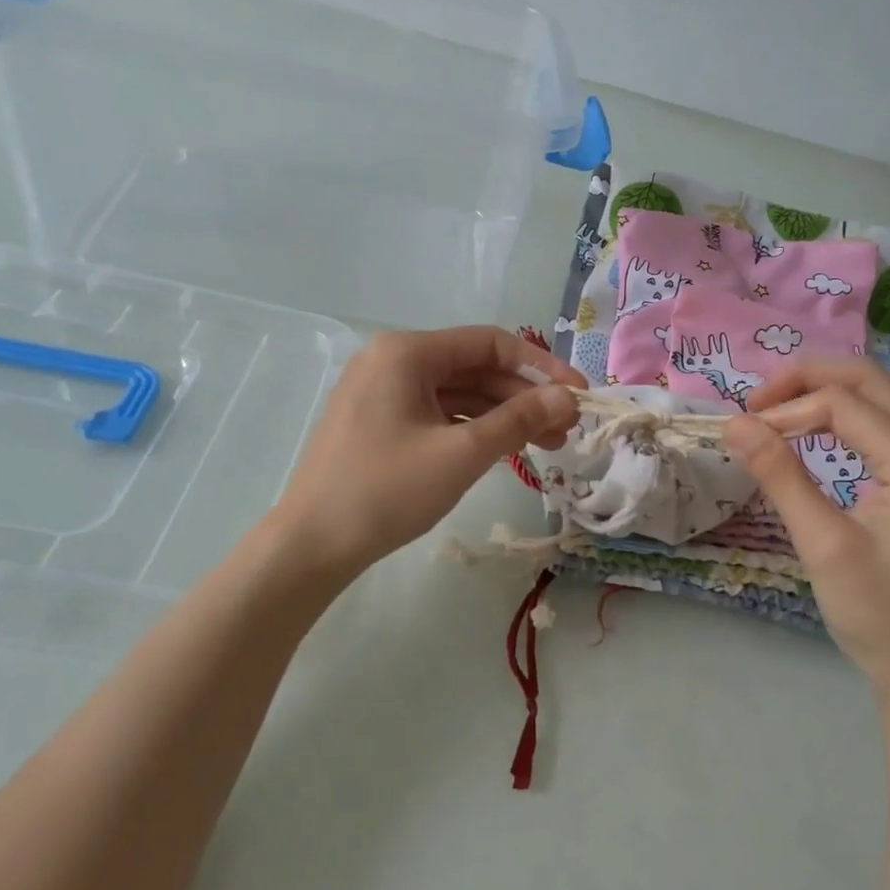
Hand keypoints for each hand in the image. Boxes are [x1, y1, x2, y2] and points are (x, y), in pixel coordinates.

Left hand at [273, 327, 582, 573]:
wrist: (310, 546)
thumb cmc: (386, 491)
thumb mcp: (461, 453)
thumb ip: (518, 420)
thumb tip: (567, 399)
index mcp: (407, 351)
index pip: (490, 343)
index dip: (541, 368)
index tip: (578, 396)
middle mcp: (392, 359)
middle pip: (474, 367)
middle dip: (523, 397)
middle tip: (566, 430)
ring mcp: (381, 390)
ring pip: (457, 393)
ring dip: (501, 416)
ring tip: (545, 446)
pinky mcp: (378, 420)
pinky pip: (436, 412)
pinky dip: (471, 428)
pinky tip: (502, 451)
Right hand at [723, 359, 889, 694]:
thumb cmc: (880, 615)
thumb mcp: (823, 545)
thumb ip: (780, 476)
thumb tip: (735, 424)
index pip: (843, 405)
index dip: (786, 410)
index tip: (742, 435)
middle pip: (869, 382)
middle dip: (808, 380)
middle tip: (756, 403)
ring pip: (879, 400)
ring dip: (825, 395)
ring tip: (775, 412)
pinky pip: (883, 428)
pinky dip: (842, 419)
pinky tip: (812, 436)